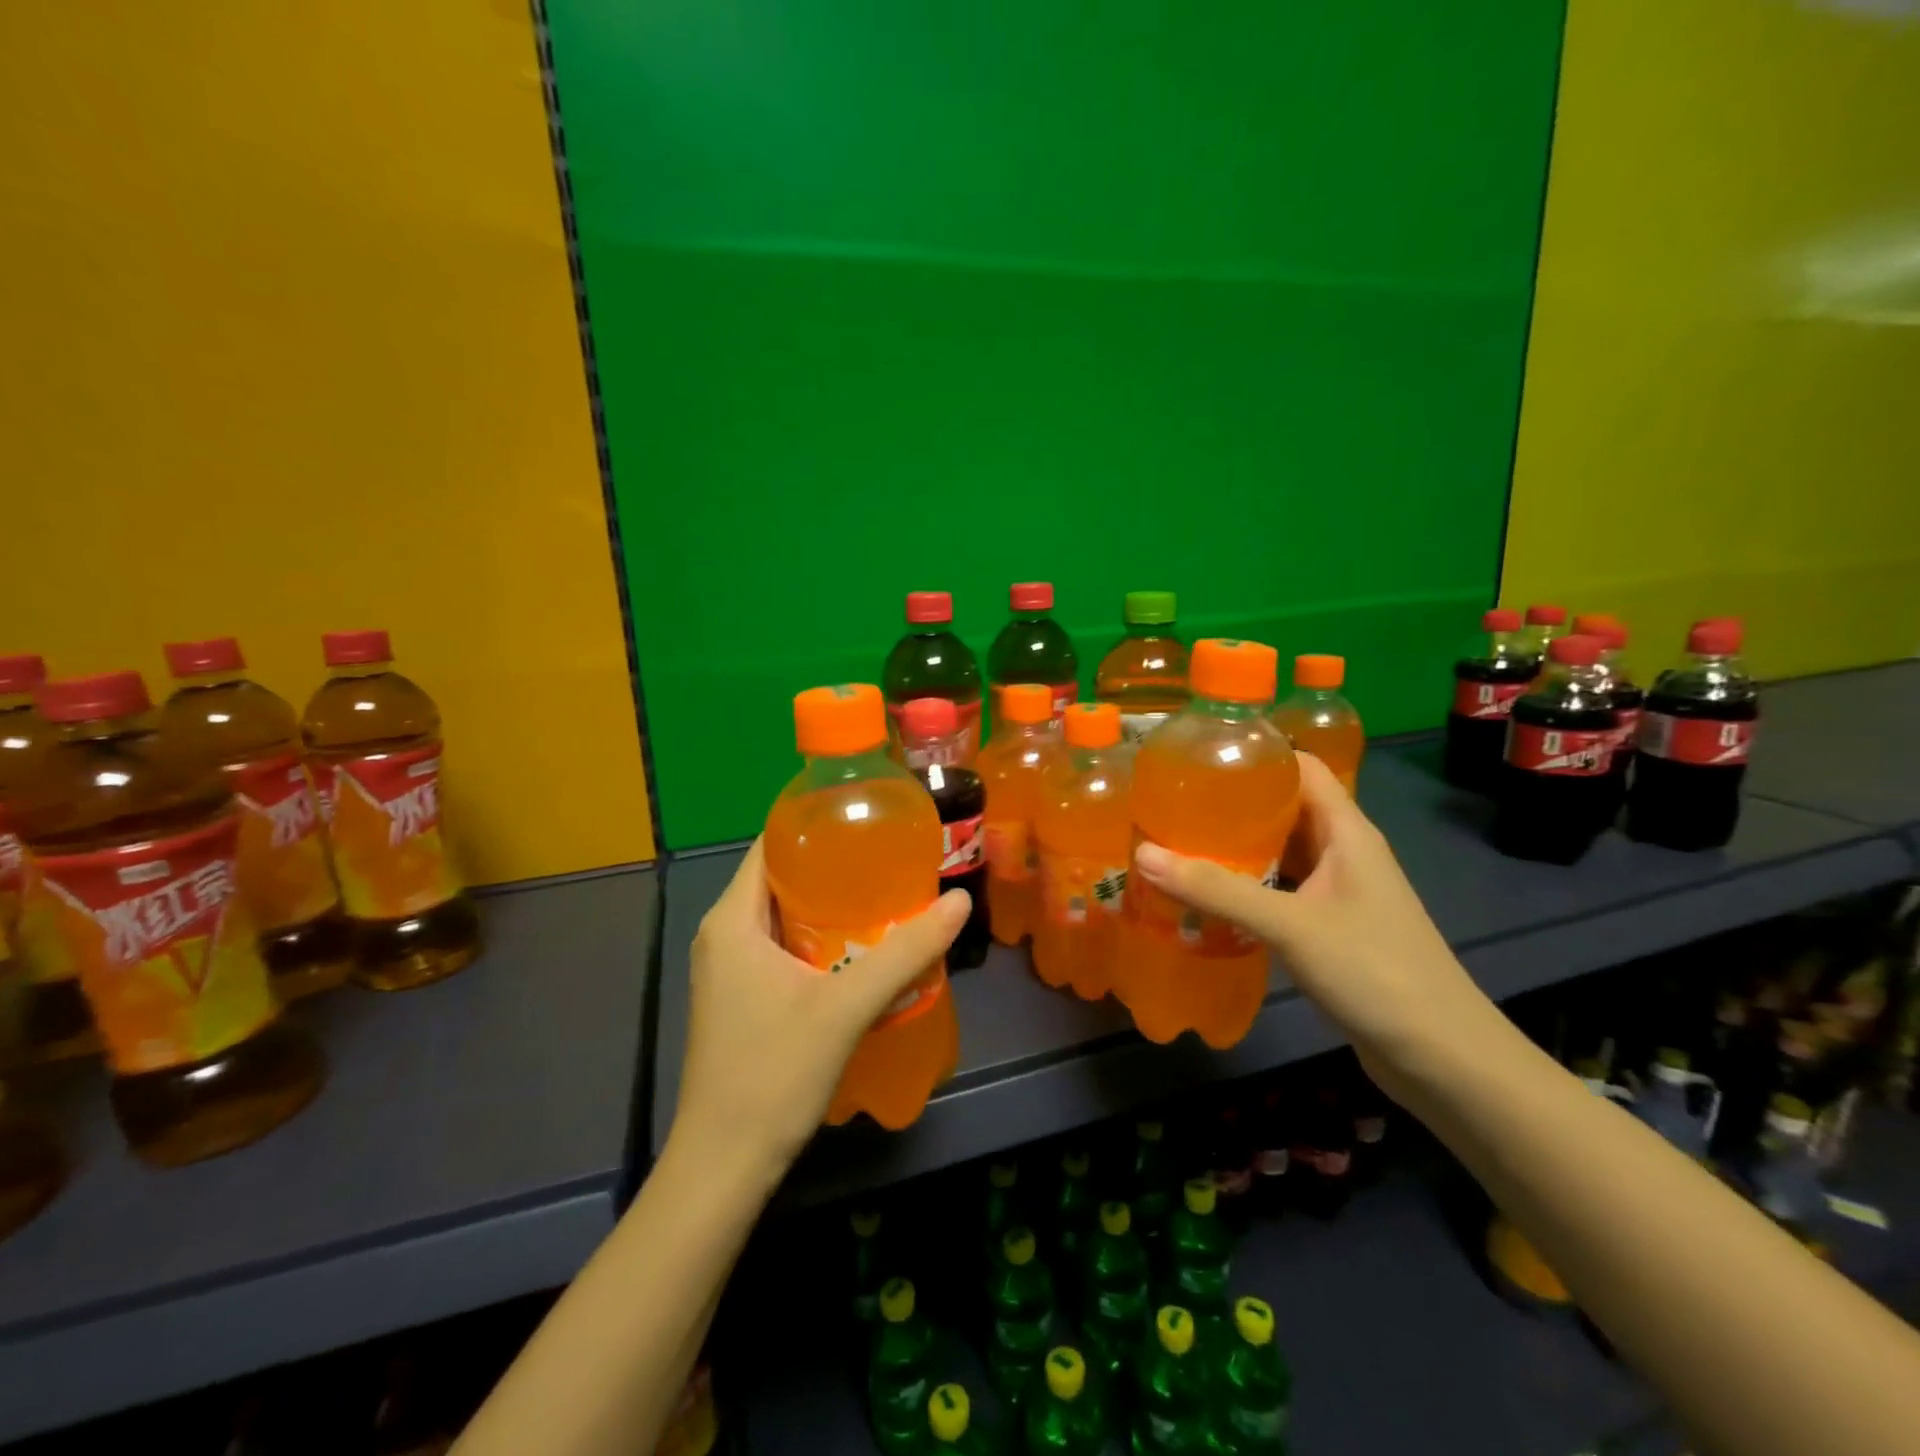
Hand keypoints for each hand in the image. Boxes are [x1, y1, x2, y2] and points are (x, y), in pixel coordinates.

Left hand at [671, 840, 970, 1178]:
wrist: (723, 1167)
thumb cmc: (773, 1074)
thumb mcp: (846, 1008)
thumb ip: (904, 952)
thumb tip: (959, 901)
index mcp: (732, 920)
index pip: (772, 846)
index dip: (817, 826)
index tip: (869, 821)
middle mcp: (724, 935)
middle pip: (781, 879)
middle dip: (835, 867)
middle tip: (892, 860)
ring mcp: (729, 970)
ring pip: (784, 917)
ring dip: (831, 907)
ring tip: (887, 897)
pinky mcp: (741, 998)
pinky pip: (783, 948)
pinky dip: (821, 940)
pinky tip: (863, 951)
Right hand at [1131, 752, 1498, 1097]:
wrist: (1442, 1057)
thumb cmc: (1374, 972)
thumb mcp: (1289, 925)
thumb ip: (1216, 890)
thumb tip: (1143, 853)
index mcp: (1346, 831)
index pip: (1302, 767)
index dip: (1256, 754)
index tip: (1198, 757)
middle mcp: (1344, 851)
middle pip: (1284, 808)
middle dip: (1232, 804)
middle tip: (1172, 804)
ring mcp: (1339, 891)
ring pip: (1280, 853)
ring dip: (1236, 849)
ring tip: (1177, 844)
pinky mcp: (1330, 927)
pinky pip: (1280, 890)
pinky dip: (1246, 888)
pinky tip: (1207, 898)